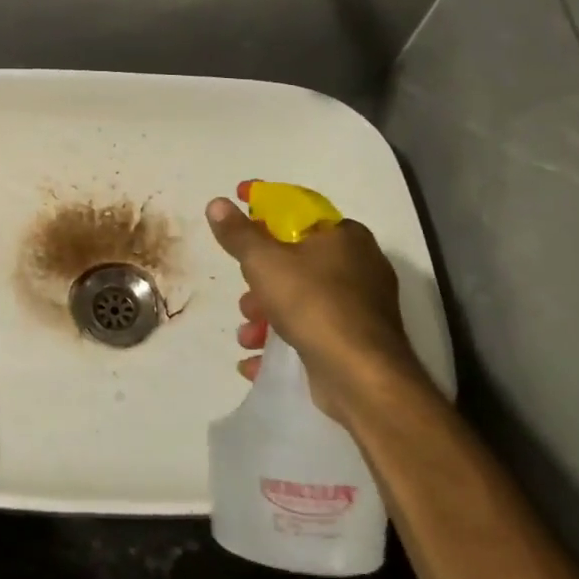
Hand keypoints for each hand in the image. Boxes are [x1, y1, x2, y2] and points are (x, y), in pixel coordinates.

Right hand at [205, 192, 425, 417]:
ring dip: (266, 317)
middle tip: (244, 296)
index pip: (299, 210)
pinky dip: (282, 343)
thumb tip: (217, 203)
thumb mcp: (264, 262)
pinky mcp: (355, 342)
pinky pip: (311, 333)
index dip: (264, 206)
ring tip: (247, 336)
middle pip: (295, 261)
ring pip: (300, 300)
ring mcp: (360, 307)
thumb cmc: (312, 303)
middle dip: (260, 280)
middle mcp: (359, 266)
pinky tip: (256, 360)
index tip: (239, 203)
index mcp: (344, 235)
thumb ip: (238, 233)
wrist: (361, 375)